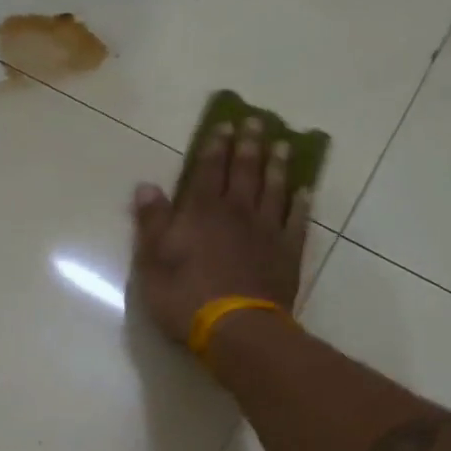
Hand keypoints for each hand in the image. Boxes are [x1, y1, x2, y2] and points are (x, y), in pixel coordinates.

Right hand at [130, 115, 309, 344]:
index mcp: (200, 213)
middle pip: (245, 172)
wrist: (236, 328)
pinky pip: (297, 221)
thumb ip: (152, 223)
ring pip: (274, 189)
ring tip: (282, 145)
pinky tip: (304, 191)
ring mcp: (266, 231)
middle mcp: (236, 213)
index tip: (224, 125)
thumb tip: (146, 186)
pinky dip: (301, 204)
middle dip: (249, 145)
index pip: (208, 171)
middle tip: (256, 122)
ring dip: (277, 166)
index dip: (215, 147)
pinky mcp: (287, 253)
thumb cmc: (185, 297)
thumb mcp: (153, 262)